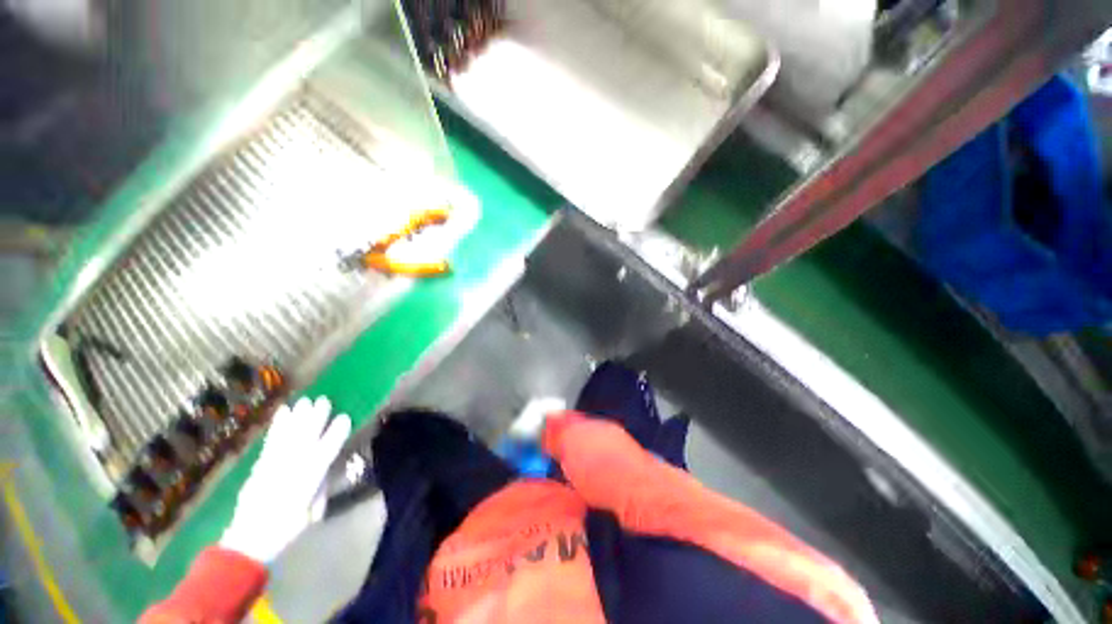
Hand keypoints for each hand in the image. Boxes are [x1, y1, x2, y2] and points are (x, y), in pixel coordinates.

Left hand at [220, 397, 351, 563]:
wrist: (248, 541)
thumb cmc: (286, 529)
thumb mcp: (311, 513)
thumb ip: (320, 488)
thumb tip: (327, 469)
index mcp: (306, 483)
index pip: (324, 453)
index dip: (335, 434)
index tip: (345, 417)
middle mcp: (289, 470)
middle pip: (304, 439)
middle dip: (315, 419)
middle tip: (324, 401)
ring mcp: (272, 466)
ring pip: (287, 437)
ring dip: (297, 417)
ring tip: (305, 400)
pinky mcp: (259, 465)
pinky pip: (271, 441)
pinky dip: (278, 425)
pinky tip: (283, 412)